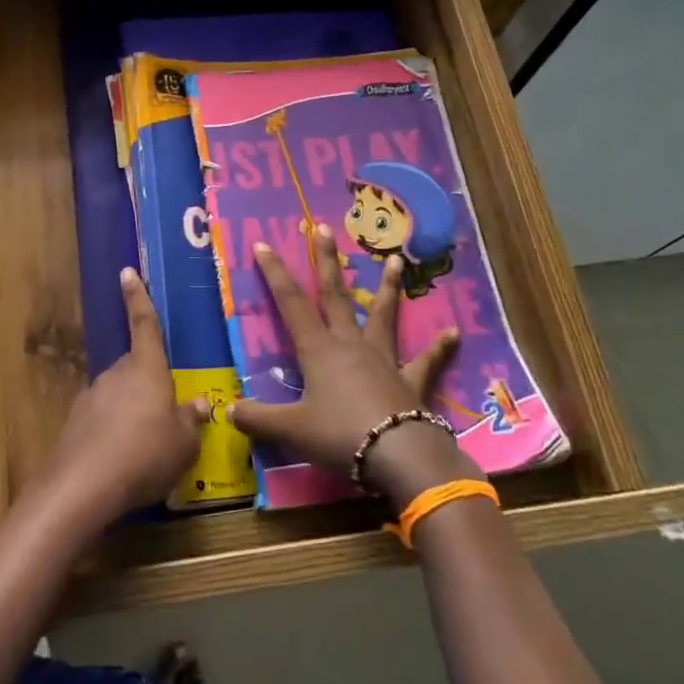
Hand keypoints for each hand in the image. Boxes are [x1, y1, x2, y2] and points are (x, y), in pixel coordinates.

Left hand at [42, 268, 203, 523]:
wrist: (82, 488)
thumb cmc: (145, 455)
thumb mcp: (183, 444)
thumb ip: (191, 421)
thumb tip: (199, 404)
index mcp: (146, 369)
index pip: (145, 325)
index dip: (138, 298)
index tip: (127, 272)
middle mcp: (116, 375)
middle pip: (135, 367)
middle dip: (148, 382)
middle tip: (166, 412)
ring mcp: (91, 398)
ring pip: (118, 395)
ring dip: (132, 411)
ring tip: (147, 446)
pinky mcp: (75, 424)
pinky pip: (103, 420)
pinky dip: (114, 432)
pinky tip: (123, 461)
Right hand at [228, 225, 476, 512]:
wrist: (399, 454)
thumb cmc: (340, 436)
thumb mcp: (291, 430)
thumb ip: (258, 419)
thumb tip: (228, 411)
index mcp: (319, 350)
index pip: (291, 303)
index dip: (275, 273)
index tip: (264, 244)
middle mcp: (351, 345)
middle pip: (336, 295)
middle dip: (327, 261)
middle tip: (325, 228)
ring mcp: (384, 359)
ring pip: (383, 316)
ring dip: (388, 288)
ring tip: (395, 261)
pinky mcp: (411, 381)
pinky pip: (426, 361)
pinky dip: (440, 349)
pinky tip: (454, 334)